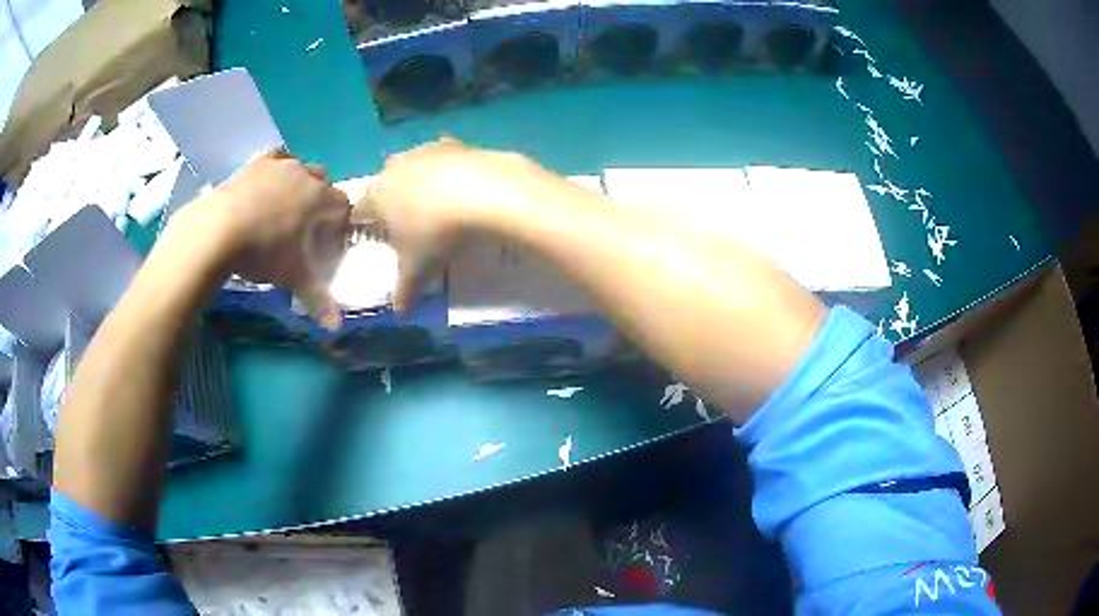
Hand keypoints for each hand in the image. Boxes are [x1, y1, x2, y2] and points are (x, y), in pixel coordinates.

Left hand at [189, 152, 351, 329]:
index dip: (339, 225)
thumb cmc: (263, 251)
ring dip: (300, 184)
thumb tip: (336, 329)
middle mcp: (304, 174)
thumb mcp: (292, 277)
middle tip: (307, 227)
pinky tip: (270, 182)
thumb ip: (317, 300)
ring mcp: (279, 164)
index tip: (328, 243)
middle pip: (325, 182)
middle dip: (321, 201)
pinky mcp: (256, 163)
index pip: (343, 206)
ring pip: (301, 167)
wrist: (218, 230)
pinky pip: (276, 157)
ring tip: (286, 208)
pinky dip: (278, 167)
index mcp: (320, 198)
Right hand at [353, 138, 547, 309]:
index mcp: (377, 195)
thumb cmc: (436, 232)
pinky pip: (444, 160)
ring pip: (413, 168)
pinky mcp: (455, 144)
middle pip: (385, 185)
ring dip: (419, 184)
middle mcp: (394, 168)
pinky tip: (463, 190)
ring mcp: (425, 151)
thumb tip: (399, 313)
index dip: (365, 224)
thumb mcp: (418, 268)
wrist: (483, 191)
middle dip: (393, 202)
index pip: (360, 210)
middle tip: (409, 224)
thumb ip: (404, 291)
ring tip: (438, 207)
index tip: (376, 237)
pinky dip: (448, 172)